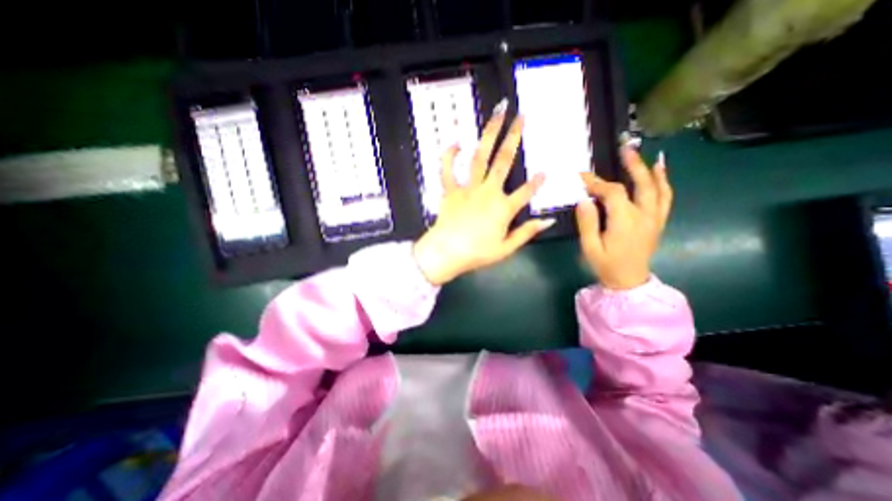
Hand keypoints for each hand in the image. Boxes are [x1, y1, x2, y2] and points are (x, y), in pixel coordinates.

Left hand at [413, 111, 555, 286]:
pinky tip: (457, 141)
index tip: (545, 171)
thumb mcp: (506, 249)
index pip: (526, 192)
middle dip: (514, 137)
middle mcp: (488, 192)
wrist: (446, 253)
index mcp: (503, 208)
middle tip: (521, 116)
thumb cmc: (477, 253)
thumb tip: (547, 221)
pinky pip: (448, 169)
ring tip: (497, 115)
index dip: (537, 183)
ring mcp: (468, 188)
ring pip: (479, 157)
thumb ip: (526, 233)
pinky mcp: (451, 190)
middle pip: (503, 161)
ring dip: (488, 135)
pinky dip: (450, 155)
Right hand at [575, 147, 671, 289]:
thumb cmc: (606, 265)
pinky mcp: (658, 222)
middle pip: (641, 184)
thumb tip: (583, 199)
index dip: (597, 182)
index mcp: (625, 221)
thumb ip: (587, 222)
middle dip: (632, 165)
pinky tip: (660, 171)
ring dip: (650, 169)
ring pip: (657, 188)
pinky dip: (664, 182)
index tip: (581, 176)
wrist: (629, 281)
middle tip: (624, 149)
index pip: (612, 193)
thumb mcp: (590, 247)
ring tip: (642, 155)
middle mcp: (644, 215)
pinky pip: (665, 198)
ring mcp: (654, 218)